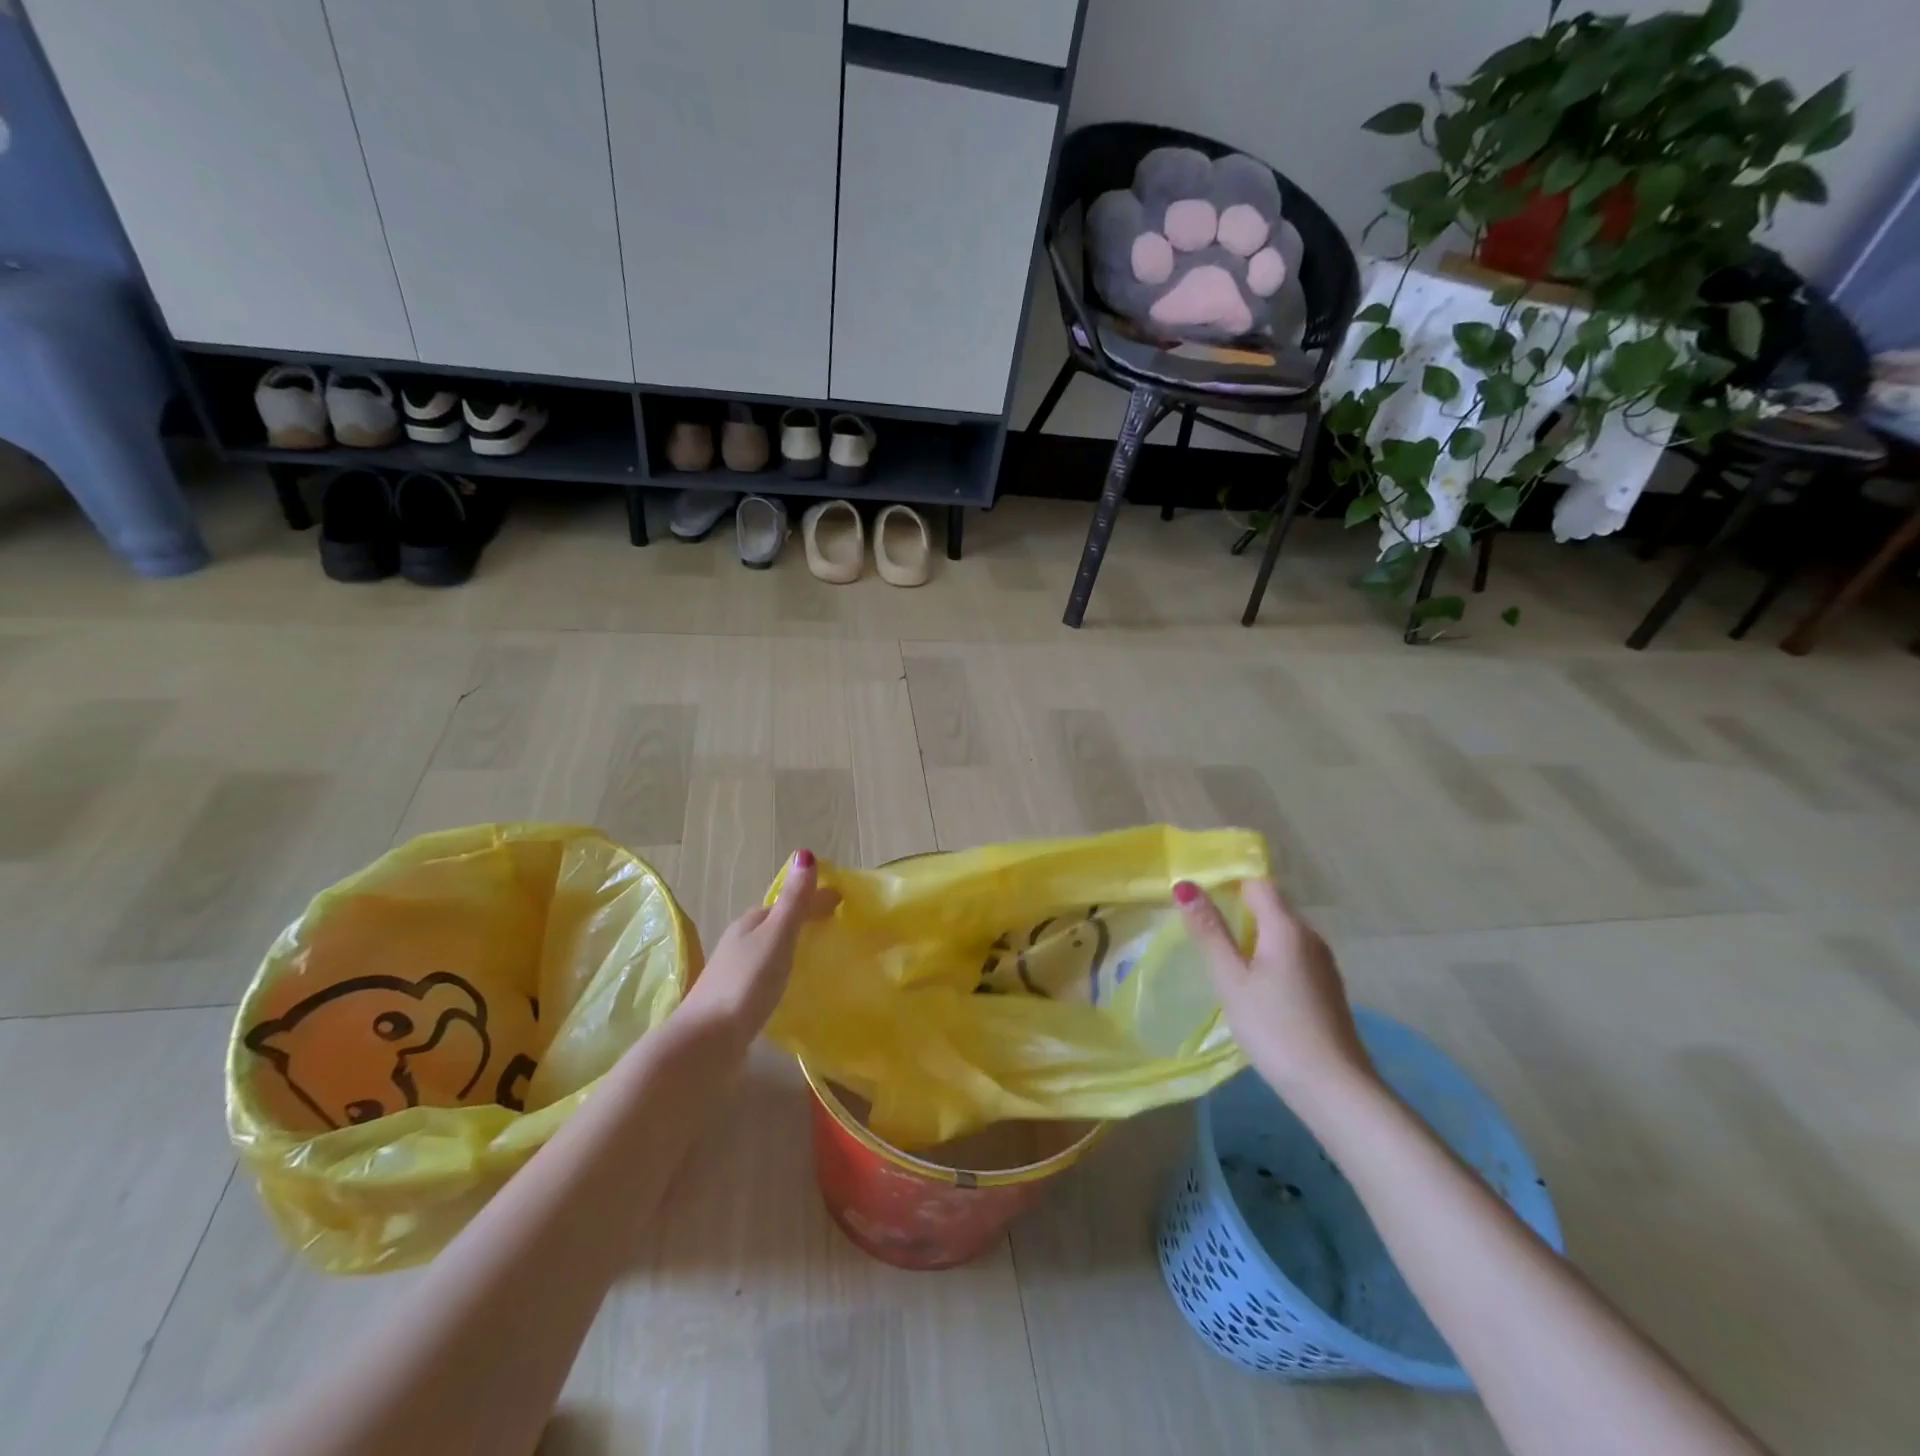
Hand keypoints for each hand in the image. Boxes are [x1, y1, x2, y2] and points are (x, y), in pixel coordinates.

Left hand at [679, 850, 838, 1041]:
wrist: (706, 1043)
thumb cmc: (746, 983)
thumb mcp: (776, 937)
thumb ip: (793, 901)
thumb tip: (804, 853)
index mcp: (750, 923)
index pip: (786, 902)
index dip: (813, 899)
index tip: (844, 903)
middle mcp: (739, 943)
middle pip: (775, 924)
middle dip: (803, 921)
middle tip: (836, 928)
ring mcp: (735, 973)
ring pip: (769, 951)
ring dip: (792, 948)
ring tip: (820, 957)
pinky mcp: (736, 1001)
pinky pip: (765, 976)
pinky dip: (782, 972)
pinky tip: (793, 987)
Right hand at [1174, 877, 1374, 1103]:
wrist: (1334, 1089)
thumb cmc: (1274, 1029)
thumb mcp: (1231, 980)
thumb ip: (1209, 932)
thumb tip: (1185, 886)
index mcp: (1287, 928)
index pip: (1257, 884)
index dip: (1228, 885)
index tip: (1199, 902)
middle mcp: (1310, 937)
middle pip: (1271, 907)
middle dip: (1238, 912)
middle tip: (1202, 933)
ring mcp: (1323, 964)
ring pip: (1282, 934)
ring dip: (1253, 938)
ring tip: (1223, 961)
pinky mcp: (1327, 988)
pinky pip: (1293, 956)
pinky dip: (1270, 959)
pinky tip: (1254, 988)